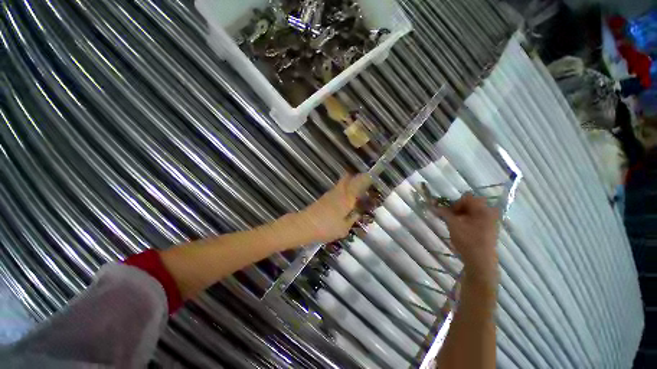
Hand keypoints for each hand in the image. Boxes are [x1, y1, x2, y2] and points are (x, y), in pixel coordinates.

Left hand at [297, 173, 372, 243]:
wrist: (305, 225)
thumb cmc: (327, 228)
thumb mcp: (343, 229)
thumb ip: (352, 220)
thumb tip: (357, 213)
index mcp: (346, 199)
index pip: (357, 184)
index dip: (364, 179)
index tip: (370, 178)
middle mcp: (338, 193)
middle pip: (347, 178)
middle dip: (354, 177)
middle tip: (362, 182)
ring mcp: (329, 194)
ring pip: (341, 184)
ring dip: (348, 184)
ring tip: (354, 191)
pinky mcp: (323, 198)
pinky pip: (336, 190)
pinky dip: (341, 190)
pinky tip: (343, 199)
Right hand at [433, 193, 499, 284]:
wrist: (481, 261)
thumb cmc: (467, 240)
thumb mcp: (453, 225)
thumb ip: (444, 212)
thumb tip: (434, 204)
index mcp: (482, 209)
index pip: (467, 197)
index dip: (455, 203)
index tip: (449, 213)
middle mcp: (490, 212)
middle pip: (471, 203)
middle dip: (459, 208)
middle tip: (452, 217)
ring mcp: (492, 221)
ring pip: (474, 211)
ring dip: (463, 214)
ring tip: (456, 224)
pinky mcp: (491, 228)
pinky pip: (478, 218)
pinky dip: (469, 220)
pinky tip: (463, 228)